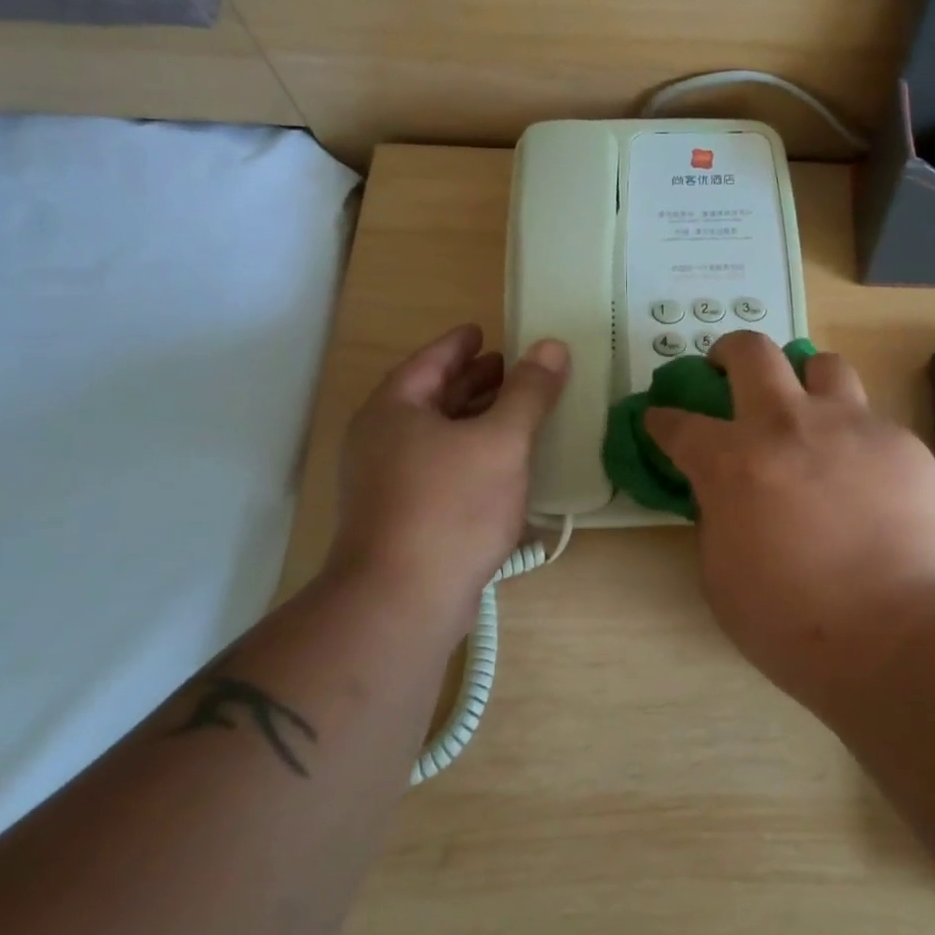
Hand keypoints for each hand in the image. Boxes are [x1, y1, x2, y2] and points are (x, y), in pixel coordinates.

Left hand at [325, 324, 566, 635]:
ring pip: (437, 436)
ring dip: (475, 420)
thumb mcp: (501, 440)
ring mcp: (387, 483)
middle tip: (511, 369)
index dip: (460, 344)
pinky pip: (441, 469)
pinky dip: (472, 456)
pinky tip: (504, 466)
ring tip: (516, 412)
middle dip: (473, 382)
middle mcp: (381, 441)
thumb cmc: (451, 506)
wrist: (402, 602)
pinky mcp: (402, 518)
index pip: (430, 361)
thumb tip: (552, 346)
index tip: (484, 331)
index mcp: (394, 410)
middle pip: (432, 397)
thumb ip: (529, 392)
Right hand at [644, 332, 934, 708]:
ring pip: (821, 364)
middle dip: (728, 351)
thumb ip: (716, 519)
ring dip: (803, 380)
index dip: (662, 419)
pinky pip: (869, 418)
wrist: (900, 636)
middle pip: (751, 351)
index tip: (659, 419)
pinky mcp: (899, 441)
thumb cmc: (795, 623)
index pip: (680, 424)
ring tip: (806, 409)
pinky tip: (862, 474)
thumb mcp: (722, 577)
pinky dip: (852, 435)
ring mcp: (850, 425)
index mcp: (733, 462)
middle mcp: (788, 424)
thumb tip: (725, 493)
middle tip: (727, 368)